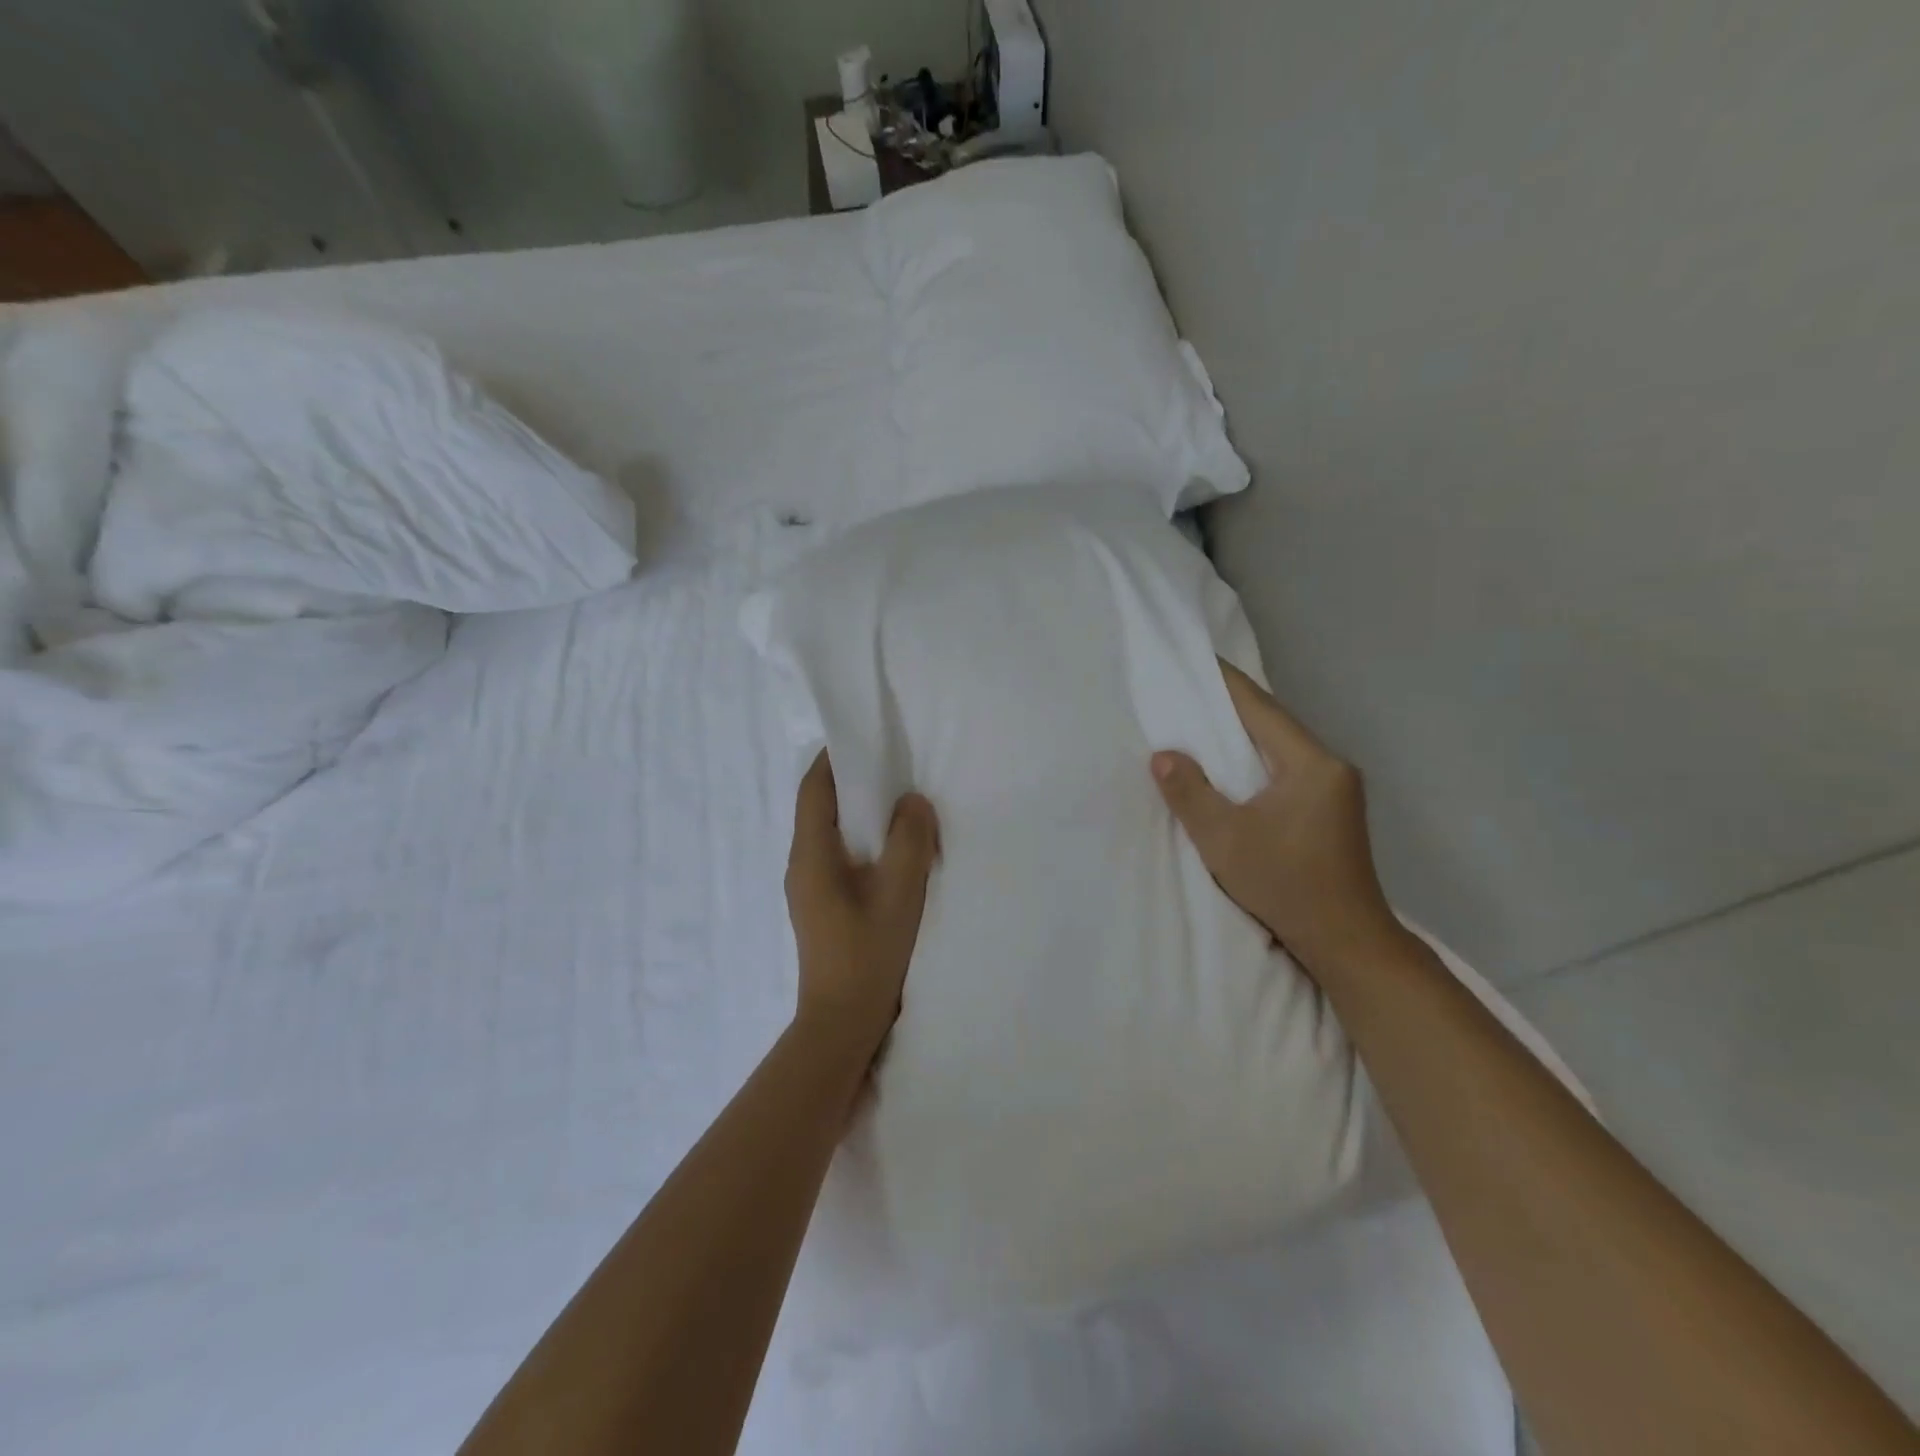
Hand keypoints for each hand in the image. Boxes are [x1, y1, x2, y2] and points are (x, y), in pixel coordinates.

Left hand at [785, 749, 940, 1064]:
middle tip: (892, 767)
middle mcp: (801, 865)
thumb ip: (909, 841)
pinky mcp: (821, 906)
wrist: (841, 1023)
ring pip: (829, 834)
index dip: (834, 758)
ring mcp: (808, 888)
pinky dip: (860, 840)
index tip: (865, 739)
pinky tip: (891, 850)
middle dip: (851, 782)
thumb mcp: (900, 893)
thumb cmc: (868, 955)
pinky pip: (837, 857)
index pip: (814, 789)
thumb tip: (912, 802)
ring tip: (897, 804)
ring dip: (858, 813)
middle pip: (819, 807)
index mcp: (811, 855)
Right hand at [1152, 659, 1397, 976]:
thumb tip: (1163, 755)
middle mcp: (1330, 766)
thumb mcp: (1224, 839)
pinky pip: (1287, 767)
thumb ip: (1190, 793)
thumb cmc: (1285, 885)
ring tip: (1203, 720)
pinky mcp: (1331, 809)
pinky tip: (1233, 764)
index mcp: (1311, 764)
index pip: (1262, 709)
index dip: (1226, 683)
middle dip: (1232, 705)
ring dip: (1244, 733)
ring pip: (1281, 746)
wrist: (1346, 941)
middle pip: (1274, 723)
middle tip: (1190, 688)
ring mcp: (1336, 788)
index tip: (1197, 658)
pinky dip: (1257, 758)